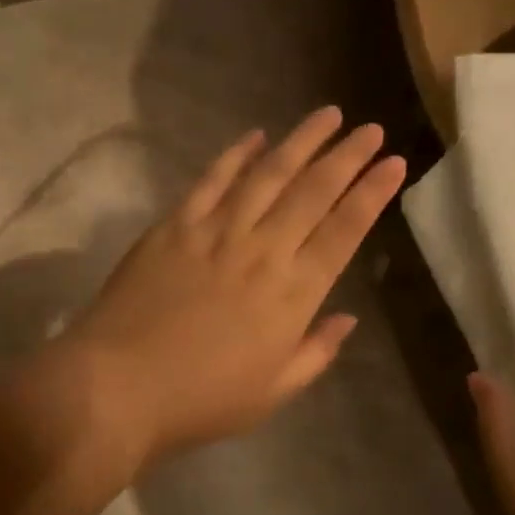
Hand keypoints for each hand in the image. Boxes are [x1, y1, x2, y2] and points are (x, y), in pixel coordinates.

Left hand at [58, 107, 405, 466]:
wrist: (120, 386)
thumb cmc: (202, 400)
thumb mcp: (273, 392)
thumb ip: (316, 352)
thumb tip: (347, 318)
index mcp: (293, 294)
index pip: (344, 231)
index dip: (372, 194)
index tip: (394, 163)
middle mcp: (262, 250)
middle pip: (313, 192)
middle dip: (347, 156)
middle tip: (370, 128)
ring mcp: (216, 232)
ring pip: (268, 174)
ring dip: (301, 141)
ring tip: (328, 114)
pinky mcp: (175, 225)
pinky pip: (211, 181)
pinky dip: (235, 155)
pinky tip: (255, 135)